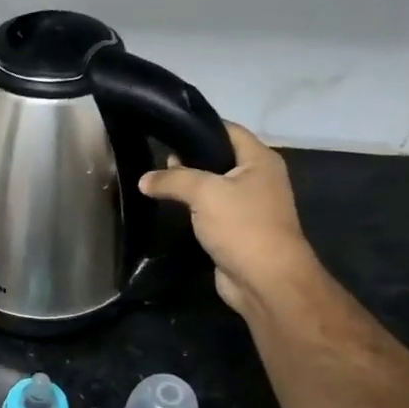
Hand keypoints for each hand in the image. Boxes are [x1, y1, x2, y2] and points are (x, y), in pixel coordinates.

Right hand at [139, 120, 317, 315]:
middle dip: (188, 159)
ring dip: (187, 187)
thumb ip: (172, 180)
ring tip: (156, 183)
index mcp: (260, 160)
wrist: (264, 280)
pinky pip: (210, 210)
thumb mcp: (204, 192)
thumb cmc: (242, 225)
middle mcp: (258, 178)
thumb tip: (144, 179)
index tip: (166, 130)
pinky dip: (191, 209)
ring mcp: (248, 206)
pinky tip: (169, 209)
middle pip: (218, 158)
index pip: (228, 130)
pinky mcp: (236, 229)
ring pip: (212, 186)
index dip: (199, 127)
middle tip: (156, 162)